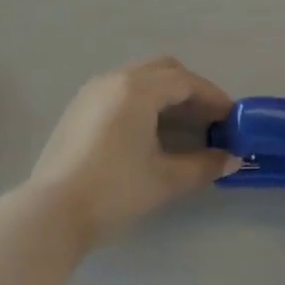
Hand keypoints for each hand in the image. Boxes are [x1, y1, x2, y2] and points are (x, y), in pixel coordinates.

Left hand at [30, 57, 236, 246]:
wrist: (51, 213)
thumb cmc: (114, 191)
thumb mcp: (165, 180)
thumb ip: (204, 165)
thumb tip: (233, 159)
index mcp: (137, 89)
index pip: (185, 81)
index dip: (213, 97)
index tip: (232, 117)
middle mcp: (114, 79)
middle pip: (163, 70)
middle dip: (190, 89)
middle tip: (209, 118)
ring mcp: (92, 92)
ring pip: (139, 78)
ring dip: (166, 94)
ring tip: (184, 126)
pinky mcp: (78, 109)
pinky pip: (120, 91)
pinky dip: (143, 101)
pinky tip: (150, 132)